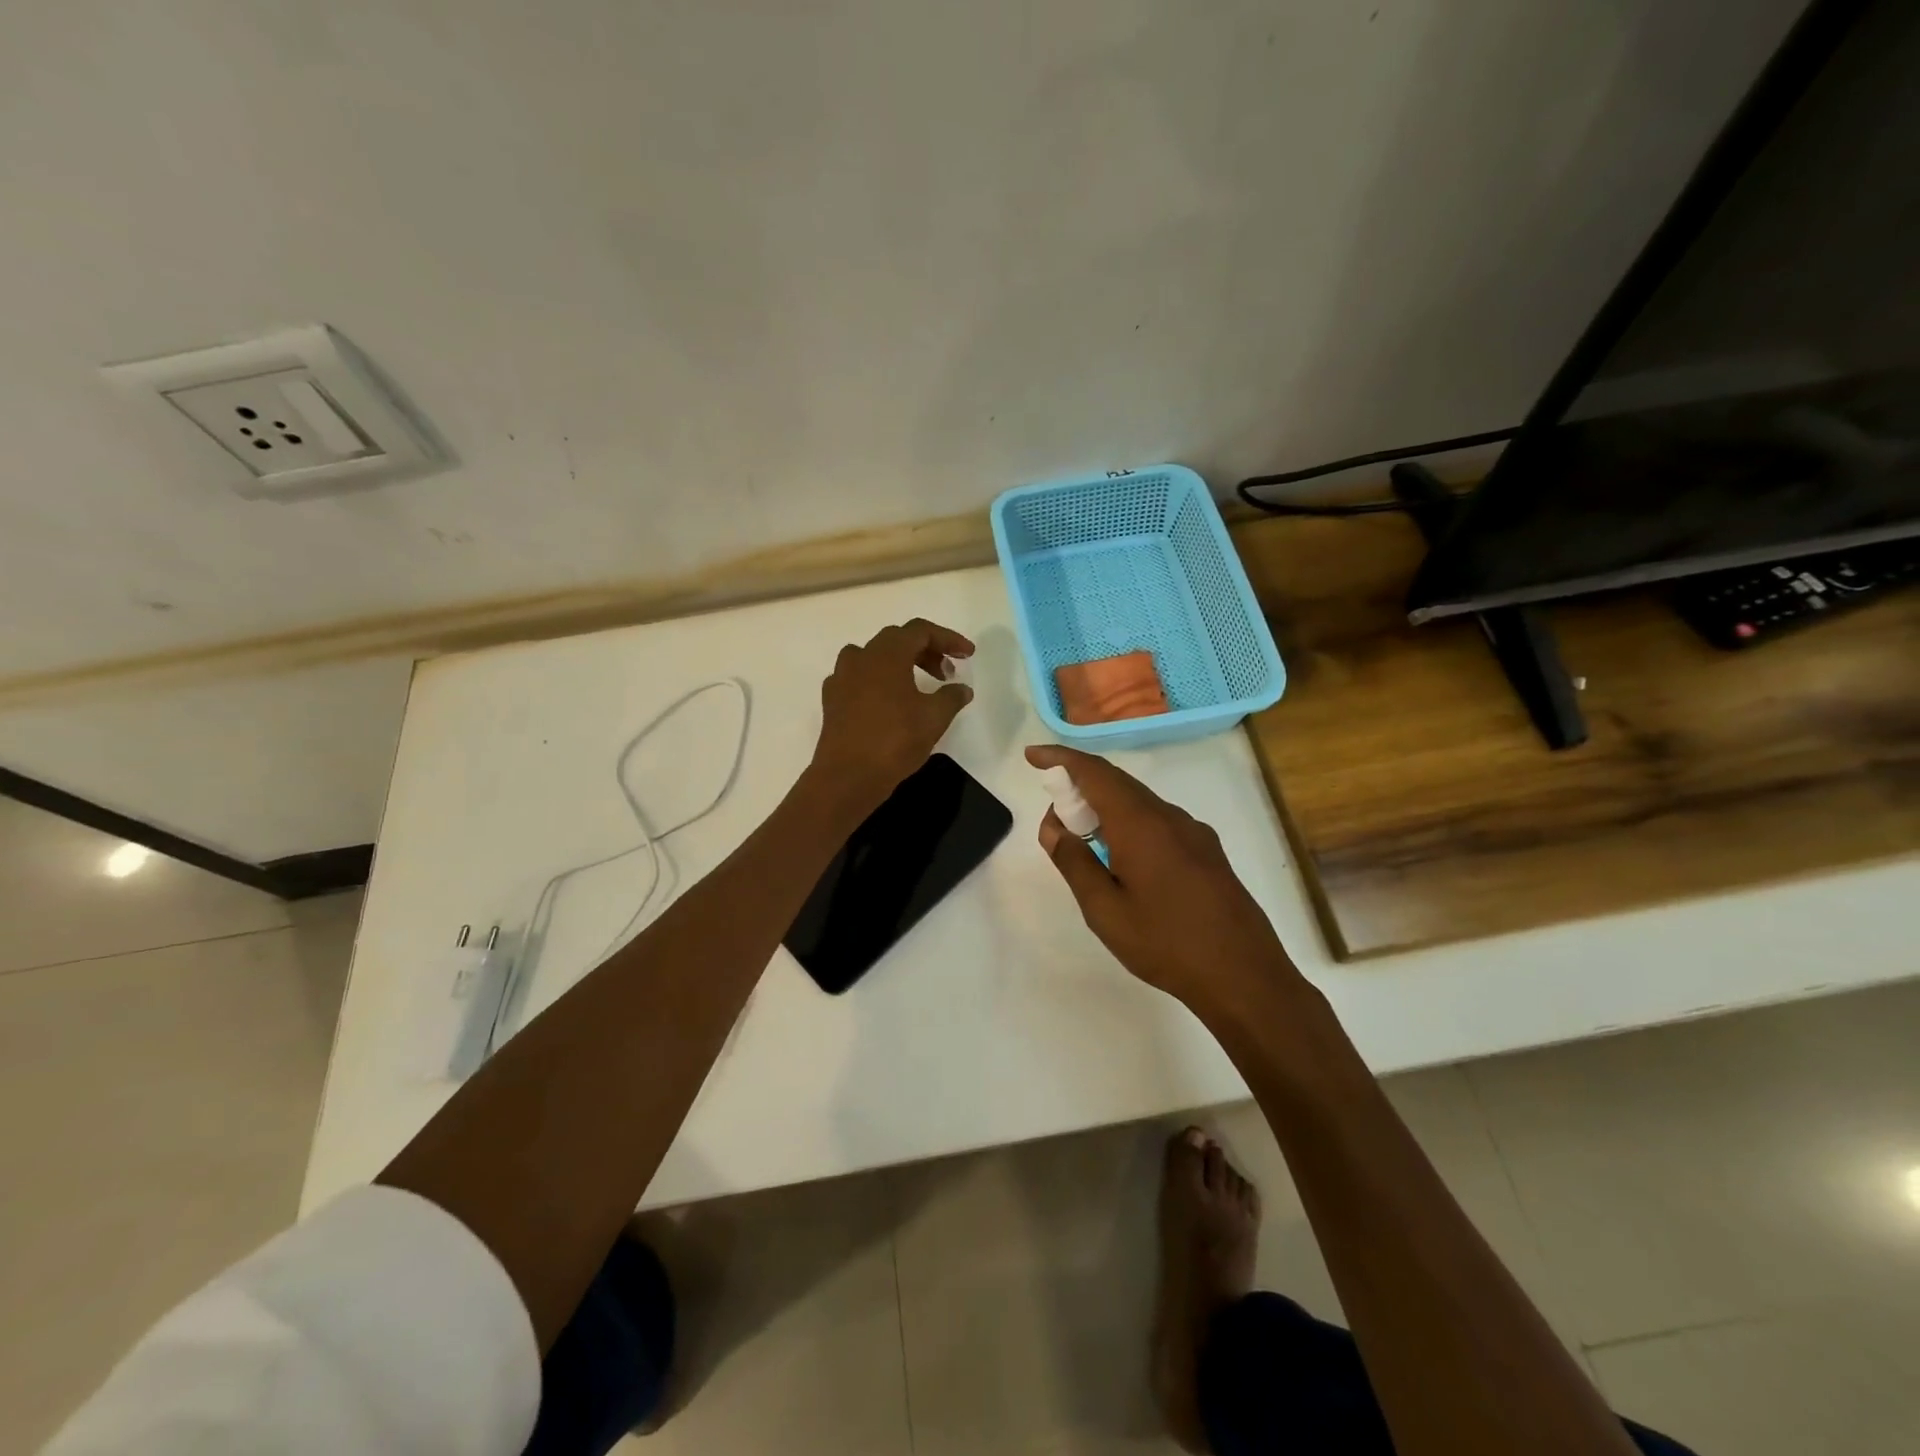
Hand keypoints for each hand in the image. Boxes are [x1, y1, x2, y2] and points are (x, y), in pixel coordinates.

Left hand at [811, 619, 974, 810]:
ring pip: (874, 657)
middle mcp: (860, 657)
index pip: (920, 631)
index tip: (968, 655)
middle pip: (897, 640)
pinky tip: (890, 702)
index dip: (947, 639)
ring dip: (900, 664)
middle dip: (926, 651)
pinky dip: (879, 681)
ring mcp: (841, 678)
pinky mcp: (832, 700)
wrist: (847, 776)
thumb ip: (951, 697)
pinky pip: (859, 678)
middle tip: (946, 673)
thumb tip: (962, 689)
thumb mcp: (934, 718)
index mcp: (886, 654)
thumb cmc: (894, 741)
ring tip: (918, 685)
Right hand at [1025, 744, 1300, 1016]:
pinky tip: (1123, 858)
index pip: (1094, 772)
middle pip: (1117, 783)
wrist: (1244, 976)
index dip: (1060, 758)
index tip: (1032, 755)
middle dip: (1079, 785)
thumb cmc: (1166, 943)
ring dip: (1105, 808)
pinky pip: (1159, 822)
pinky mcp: (1208, 852)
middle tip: (1053, 812)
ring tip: (1082, 839)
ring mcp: (1194, 833)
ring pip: (1139, 803)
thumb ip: (1075, 862)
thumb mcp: (1105, 910)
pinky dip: (1129, 823)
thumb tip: (1054, 828)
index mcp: (1140, 823)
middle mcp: (1169, 816)